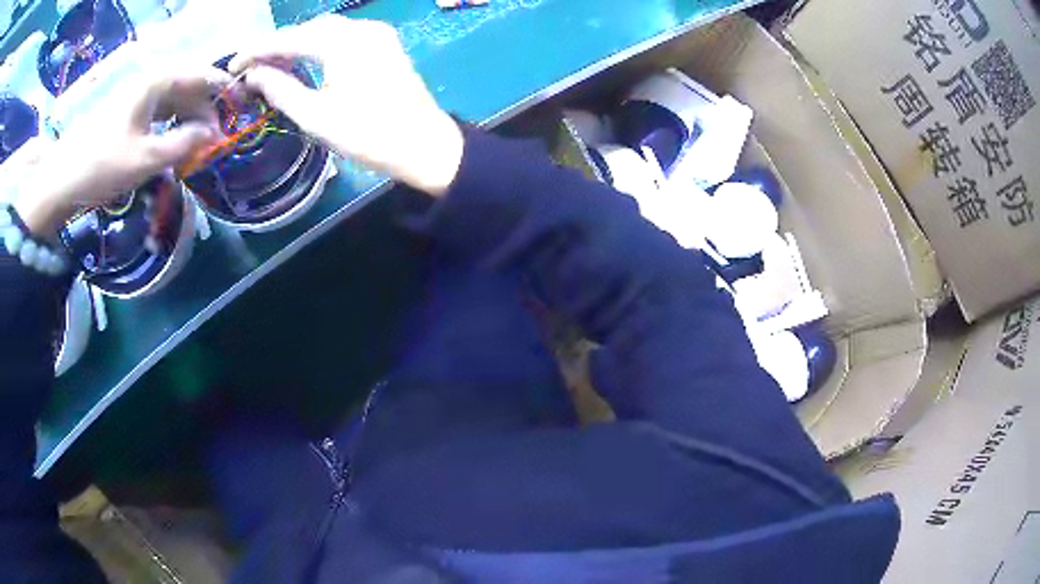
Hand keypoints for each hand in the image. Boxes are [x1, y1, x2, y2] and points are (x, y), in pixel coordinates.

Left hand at [13, 67, 231, 235]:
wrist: (62, 181)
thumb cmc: (103, 166)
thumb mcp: (147, 159)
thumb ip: (184, 143)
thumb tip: (214, 135)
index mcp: (156, 82)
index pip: (201, 75)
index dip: (224, 89)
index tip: (241, 106)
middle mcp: (148, 81)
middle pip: (188, 87)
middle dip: (206, 109)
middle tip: (217, 138)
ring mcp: (135, 96)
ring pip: (173, 100)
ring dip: (188, 119)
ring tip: (198, 145)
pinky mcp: (126, 113)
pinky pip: (158, 112)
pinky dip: (171, 126)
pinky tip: (174, 143)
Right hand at [229, 16, 464, 196]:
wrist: (425, 145)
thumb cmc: (368, 134)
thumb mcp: (315, 116)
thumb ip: (281, 90)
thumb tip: (253, 75)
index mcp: (343, 43)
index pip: (290, 39)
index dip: (257, 51)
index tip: (232, 65)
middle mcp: (362, 28)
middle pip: (309, 28)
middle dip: (277, 44)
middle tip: (250, 66)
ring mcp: (378, 34)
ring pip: (327, 30)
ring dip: (298, 43)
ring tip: (272, 64)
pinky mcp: (386, 44)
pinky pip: (345, 36)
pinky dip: (320, 45)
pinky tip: (306, 59)